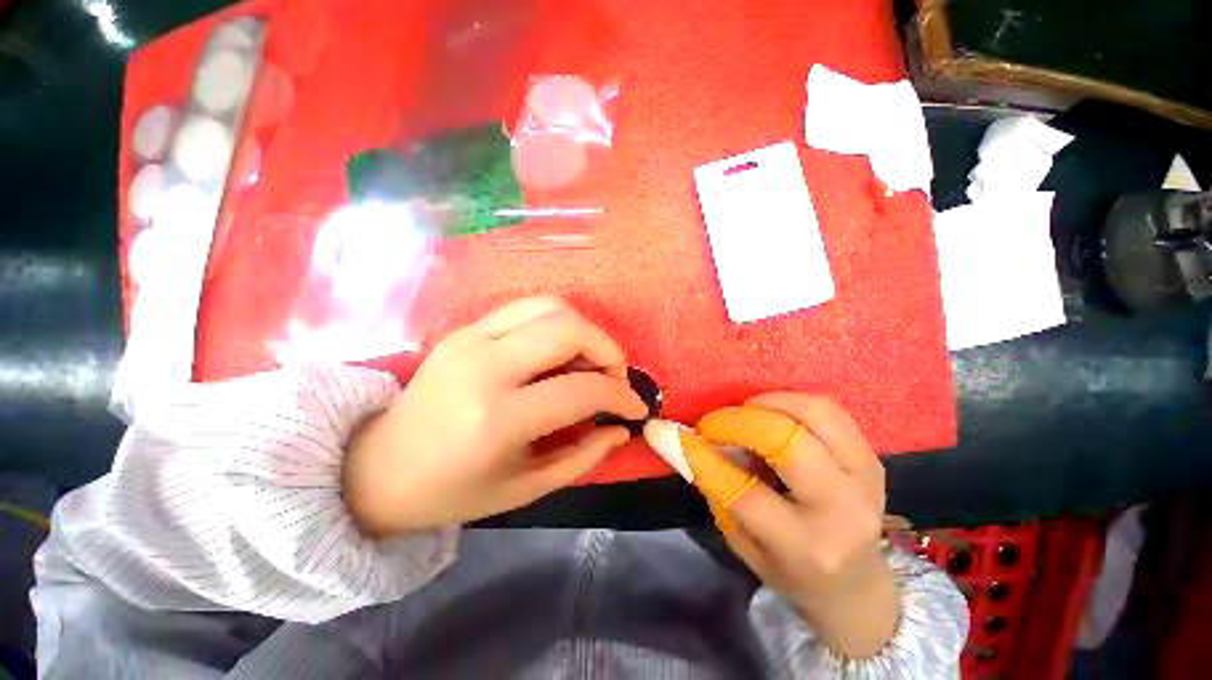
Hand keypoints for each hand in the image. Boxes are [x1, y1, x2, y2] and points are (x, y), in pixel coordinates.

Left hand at [343, 296, 646, 536]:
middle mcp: (485, 366)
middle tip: (613, 379)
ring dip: (584, 330)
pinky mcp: (465, 329)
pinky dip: (556, 324)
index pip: (581, 390)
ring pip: (550, 306)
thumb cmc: (453, 491)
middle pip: (569, 329)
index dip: (621, 396)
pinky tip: (558, 353)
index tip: (635, 409)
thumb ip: (583, 455)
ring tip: (587, 363)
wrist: (377, 468)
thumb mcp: (526, 488)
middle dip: (608, 351)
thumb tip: (621, 429)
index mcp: (497, 418)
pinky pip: (527, 309)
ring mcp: (470, 338)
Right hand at [700, 394, 898, 658]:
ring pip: (814, 413)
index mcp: (805, 546)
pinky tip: (773, 415)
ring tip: (745, 414)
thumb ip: (715, 488)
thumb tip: (681, 438)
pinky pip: (829, 410)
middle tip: (715, 424)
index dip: (700, 454)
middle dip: (739, 421)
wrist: (858, 586)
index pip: (742, 489)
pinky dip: (791, 402)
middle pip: (787, 440)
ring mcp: (866, 479)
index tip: (669, 431)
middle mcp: (843, 510)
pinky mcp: (873, 457)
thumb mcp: (741, 541)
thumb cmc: (790, 571)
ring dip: (767, 403)